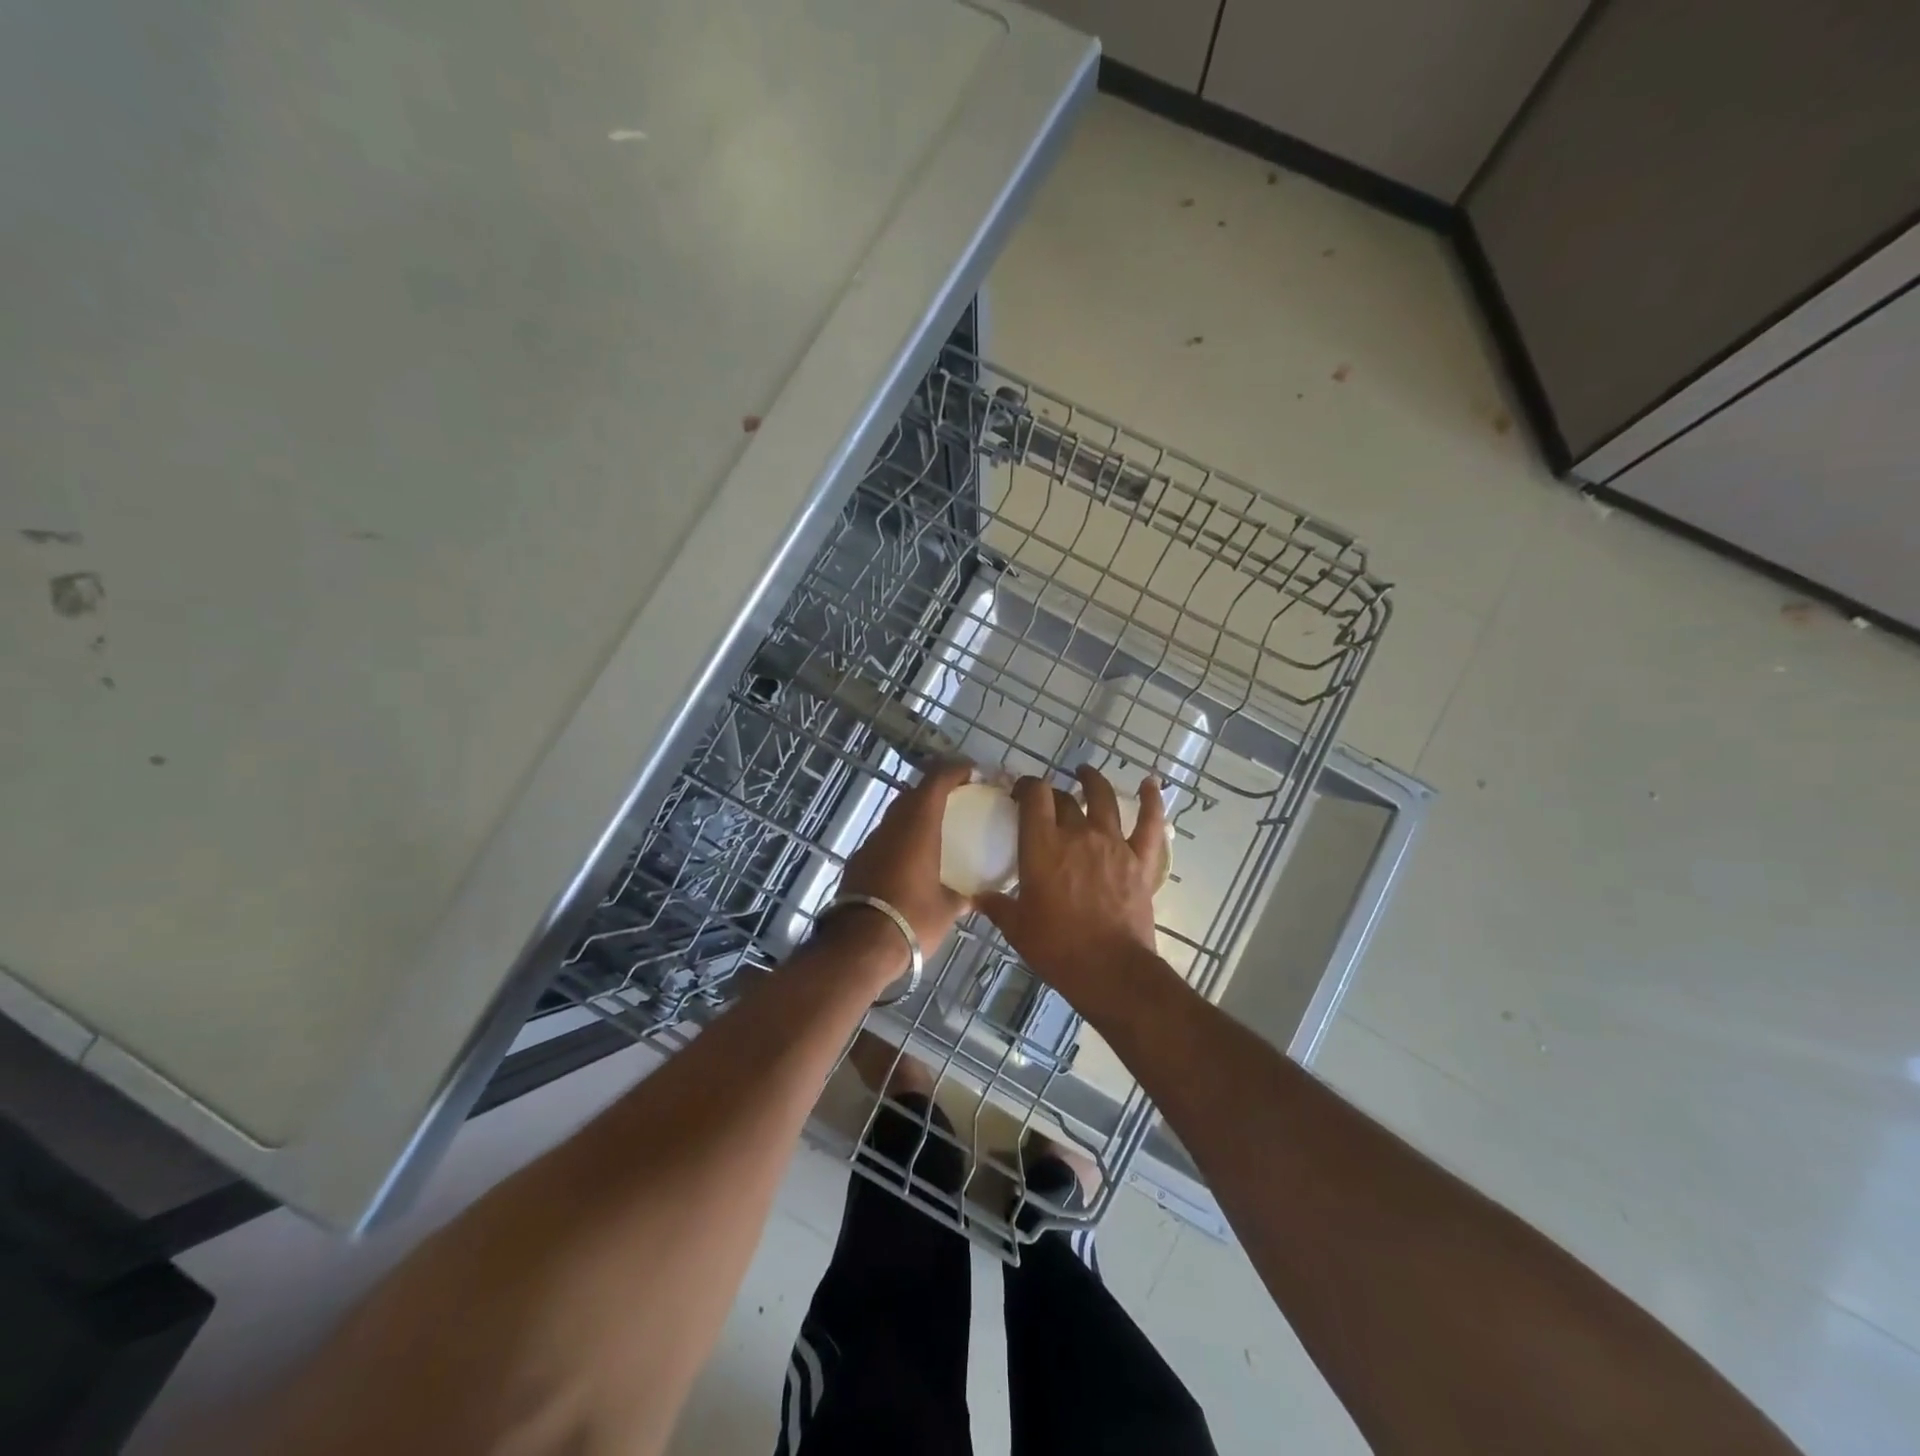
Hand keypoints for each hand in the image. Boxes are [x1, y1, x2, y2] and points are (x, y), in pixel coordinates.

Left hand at [835, 759, 972, 957]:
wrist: (860, 947)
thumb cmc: (913, 919)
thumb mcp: (947, 910)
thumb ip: (962, 896)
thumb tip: (973, 897)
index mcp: (918, 827)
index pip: (936, 781)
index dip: (954, 770)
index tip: (971, 771)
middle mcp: (892, 827)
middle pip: (912, 794)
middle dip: (934, 789)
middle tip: (956, 798)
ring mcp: (870, 844)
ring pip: (895, 816)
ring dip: (914, 814)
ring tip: (935, 828)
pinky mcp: (857, 863)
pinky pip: (884, 839)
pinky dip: (900, 838)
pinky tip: (910, 858)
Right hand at [977, 766, 1165, 1002]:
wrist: (1110, 970)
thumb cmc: (1057, 948)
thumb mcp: (1017, 928)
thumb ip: (997, 906)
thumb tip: (978, 897)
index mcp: (1043, 845)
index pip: (1034, 796)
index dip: (1027, 786)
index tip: (1020, 792)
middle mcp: (1078, 834)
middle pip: (1064, 799)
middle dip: (1052, 795)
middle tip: (1046, 802)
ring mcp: (1113, 844)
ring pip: (1103, 799)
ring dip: (1093, 782)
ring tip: (1085, 773)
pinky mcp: (1141, 860)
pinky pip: (1149, 823)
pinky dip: (1152, 801)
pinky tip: (1151, 783)